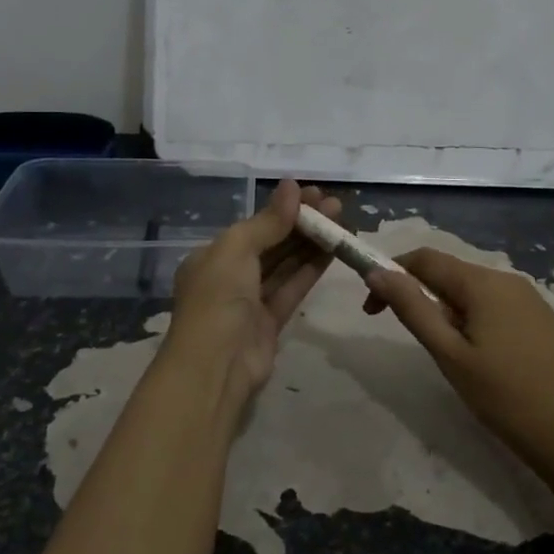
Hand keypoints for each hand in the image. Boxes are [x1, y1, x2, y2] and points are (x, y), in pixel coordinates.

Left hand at [161, 180, 341, 427]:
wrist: (215, 367)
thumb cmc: (218, 298)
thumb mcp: (236, 250)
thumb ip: (268, 221)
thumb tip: (293, 186)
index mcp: (212, 257)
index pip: (253, 226)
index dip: (284, 209)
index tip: (315, 194)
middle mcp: (229, 276)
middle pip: (272, 243)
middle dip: (302, 224)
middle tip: (336, 206)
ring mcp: (250, 301)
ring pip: (285, 265)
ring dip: (311, 243)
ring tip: (341, 222)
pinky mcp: (271, 323)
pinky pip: (293, 288)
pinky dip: (311, 269)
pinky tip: (334, 250)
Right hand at [364, 249, 553, 482]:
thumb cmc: (505, 397)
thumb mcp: (449, 354)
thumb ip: (412, 308)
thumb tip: (376, 272)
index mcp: (483, 283)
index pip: (424, 259)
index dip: (391, 274)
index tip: (372, 309)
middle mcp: (507, 279)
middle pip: (449, 273)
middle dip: (419, 295)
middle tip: (410, 339)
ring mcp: (529, 298)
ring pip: (471, 291)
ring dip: (446, 310)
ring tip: (448, 356)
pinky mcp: (541, 319)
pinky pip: (494, 305)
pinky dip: (472, 319)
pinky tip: (480, 358)